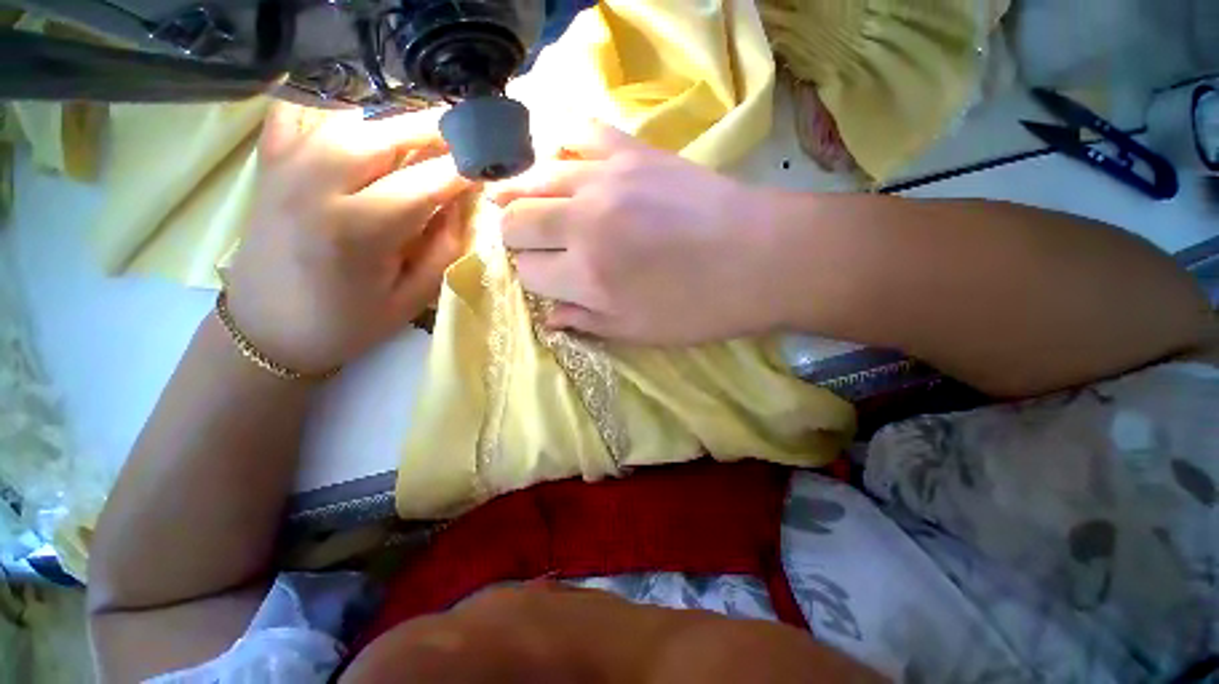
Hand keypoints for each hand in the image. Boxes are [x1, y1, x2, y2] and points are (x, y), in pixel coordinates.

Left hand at [226, 103, 470, 372]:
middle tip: (467, 128)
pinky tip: (360, 115)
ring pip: (349, 118)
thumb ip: (444, 248)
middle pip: (384, 134)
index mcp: (358, 231)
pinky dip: (333, 106)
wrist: (266, 329)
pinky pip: (299, 114)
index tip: (490, 161)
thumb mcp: (412, 297)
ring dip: (395, 118)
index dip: (463, 168)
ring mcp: (286, 167)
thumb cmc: (347, 323)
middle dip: (434, 127)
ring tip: (429, 127)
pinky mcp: (269, 164)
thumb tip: (461, 203)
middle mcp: (317, 186)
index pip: (425, 181)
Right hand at [488, 122, 779, 344]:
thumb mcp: (639, 332)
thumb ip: (587, 322)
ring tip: (523, 203)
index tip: (549, 281)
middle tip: (533, 244)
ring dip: (521, 195)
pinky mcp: (631, 150)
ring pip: (533, 177)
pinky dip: (559, 147)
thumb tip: (549, 316)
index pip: (528, 272)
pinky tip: (562, 165)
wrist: (762, 258)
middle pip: (517, 221)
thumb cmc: (700, 308)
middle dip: (516, 238)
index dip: (534, 279)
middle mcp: (583, 223)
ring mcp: (605, 178)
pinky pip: (576, 133)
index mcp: (586, 276)